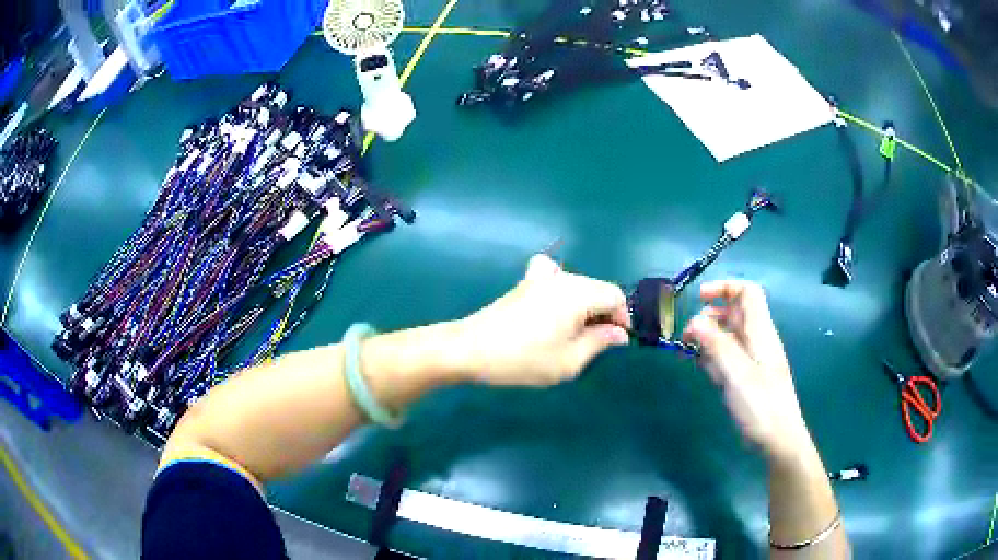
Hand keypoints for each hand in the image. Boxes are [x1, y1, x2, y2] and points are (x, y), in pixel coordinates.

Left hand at [457, 254, 630, 386]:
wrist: (471, 350)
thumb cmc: (523, 359)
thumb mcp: (569, 361)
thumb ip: (599, 342)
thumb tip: (620, 333)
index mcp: (578, 293)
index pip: (615, 295)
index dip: (622, 317)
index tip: (616, 341)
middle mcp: (562, 277)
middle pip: (597, 288)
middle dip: (604, 313)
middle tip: (595, 344)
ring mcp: (540, 277)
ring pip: (578, 285)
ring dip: (584, 305)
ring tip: (574, 333)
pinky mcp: (524, 284)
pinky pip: (552, 275)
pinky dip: (561, 289)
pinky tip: (553, 307)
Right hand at [682, 280, 812, 462]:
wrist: (777, 439)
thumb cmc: (761, 404)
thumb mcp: (737, 373)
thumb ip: (715, 344)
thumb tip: (693, 320)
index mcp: (760, 331)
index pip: (747, 292)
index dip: (725, 288)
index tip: (699, 299)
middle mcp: (756, 340)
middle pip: (734, 313)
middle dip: (709, 316)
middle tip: (688, 334)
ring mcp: (751, 360)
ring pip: (728, 336)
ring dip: (708, 338)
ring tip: (688, 351)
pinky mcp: (746, 378)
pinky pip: (727, 357)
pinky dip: (712, 356)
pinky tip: (699, 367)